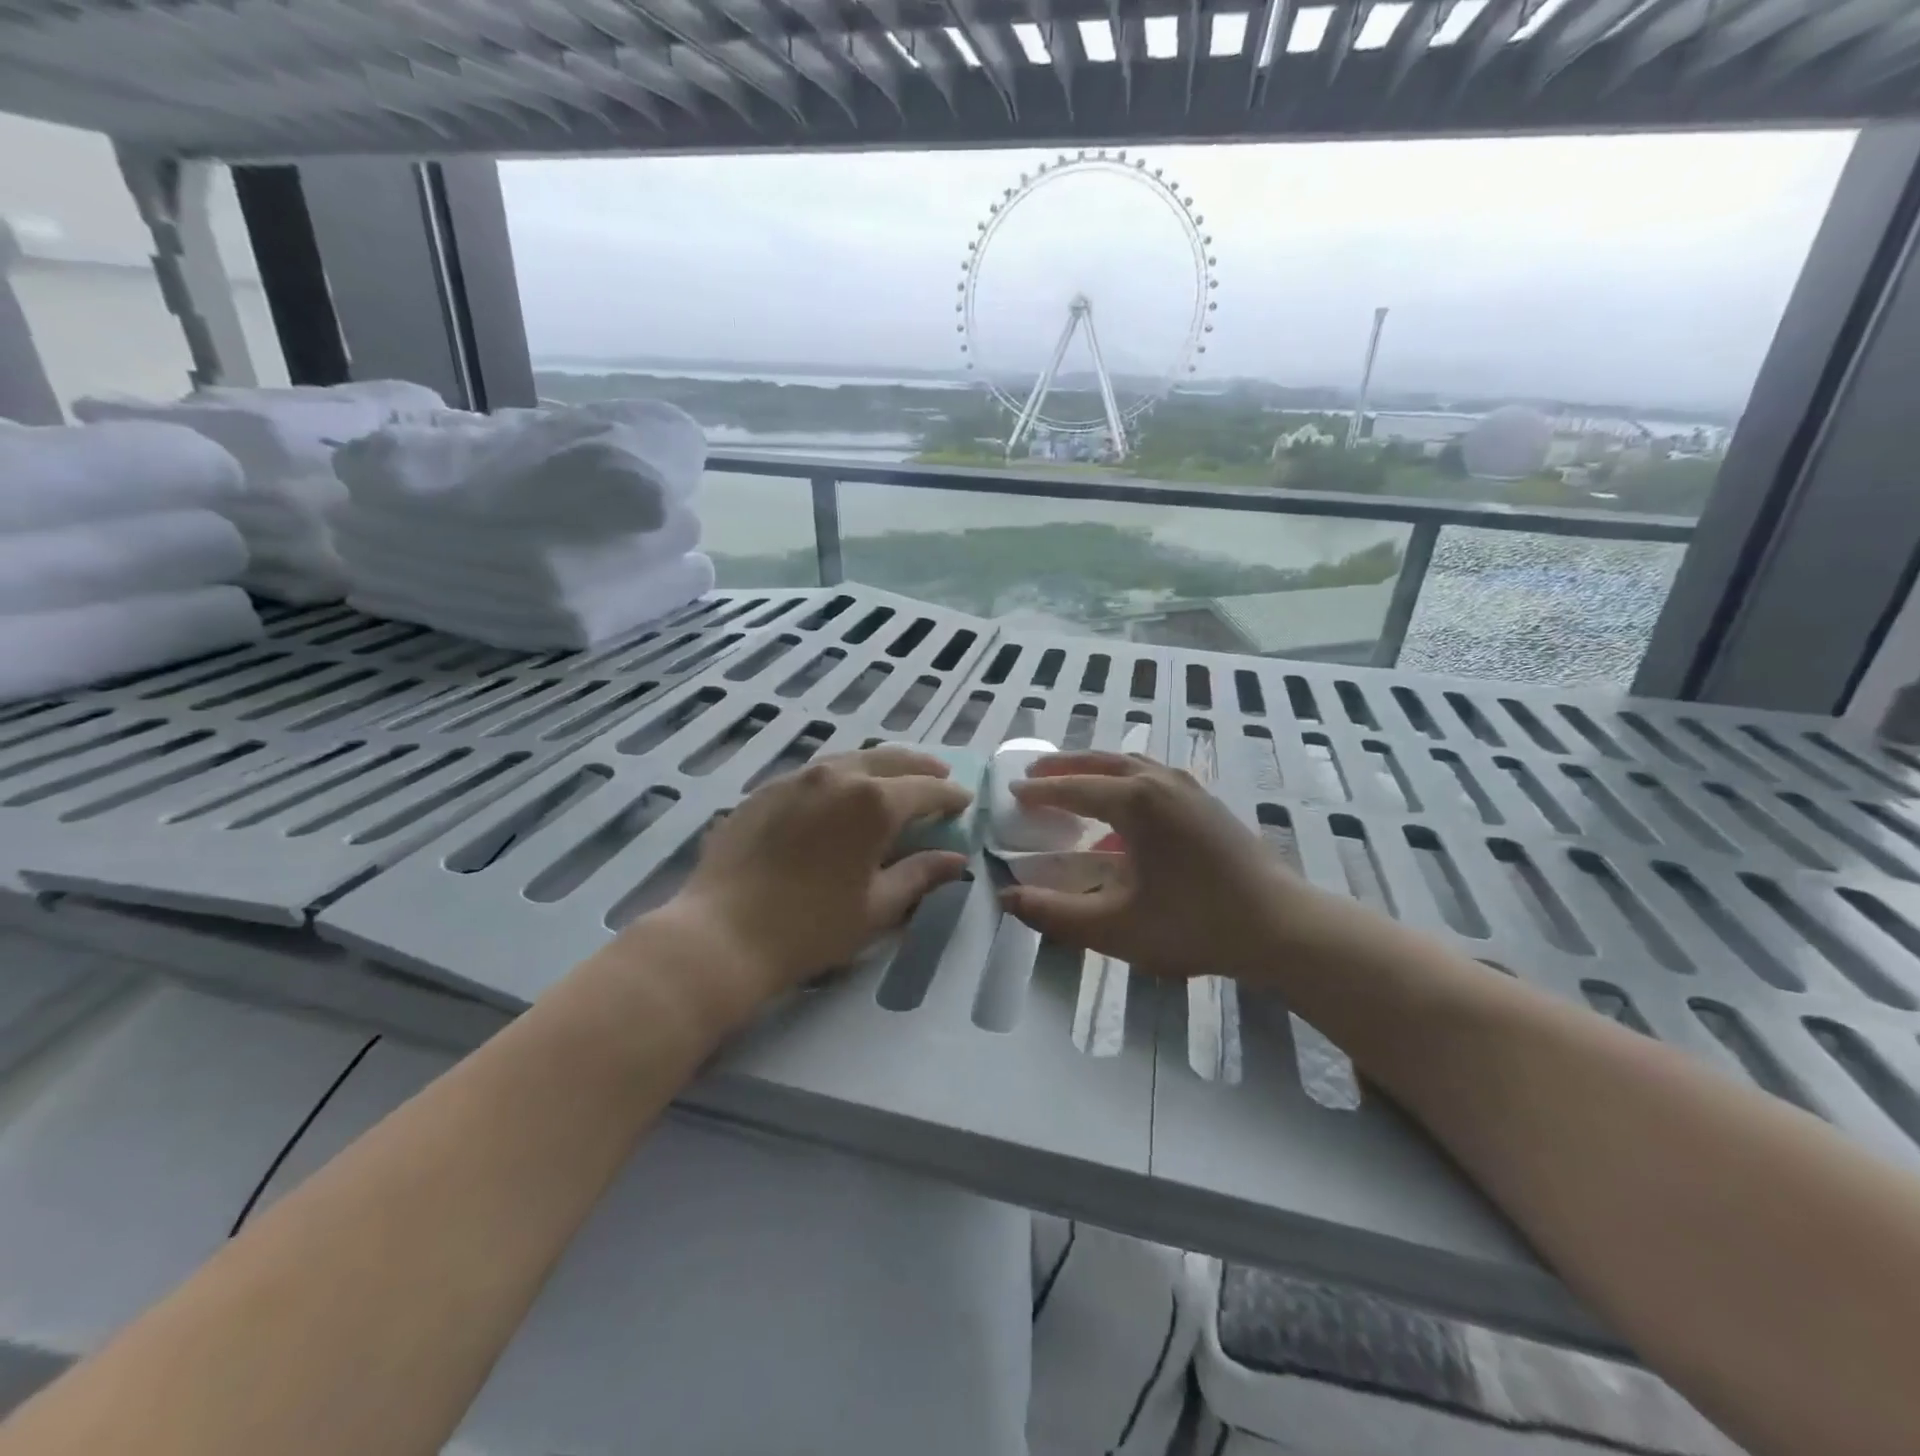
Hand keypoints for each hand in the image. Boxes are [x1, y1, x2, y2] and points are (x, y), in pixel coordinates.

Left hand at [664, 745, 971, 1005]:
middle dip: (921, 767)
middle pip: (890, 759)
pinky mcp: (766, 789)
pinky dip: (842, 776)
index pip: (926, 788)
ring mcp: (797, 778)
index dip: (950, 794)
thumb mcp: (877, 907)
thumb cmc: (811, 927)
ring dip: (881, 766)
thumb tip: (956, 860)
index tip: (965, 800)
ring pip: (851, 758)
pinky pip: (816, 772)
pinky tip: (841, 795)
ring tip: (895, 779)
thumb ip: (920, 875)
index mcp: (874, 802)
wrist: (722, 933)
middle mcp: (838, 776)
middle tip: (940, 776)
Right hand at [1000, 751, 1369, 983]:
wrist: (1281, 925)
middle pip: (1100, 762)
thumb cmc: (1194, 924)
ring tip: (1071, 779)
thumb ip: (1055, 914)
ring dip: (1094, 767)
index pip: (1073, 788)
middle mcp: (1159, 781)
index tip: (1011, 791)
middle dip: (1063, 767)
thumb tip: (1007, 898)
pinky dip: (1123, 776)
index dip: (1039, 792)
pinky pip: (1152, 773)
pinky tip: (1122, 802)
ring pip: (1129, 762)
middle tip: (1033, 774)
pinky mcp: (1206, 801)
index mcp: (1135, 802)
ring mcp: (1188, 787)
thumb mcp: (1116, 927)